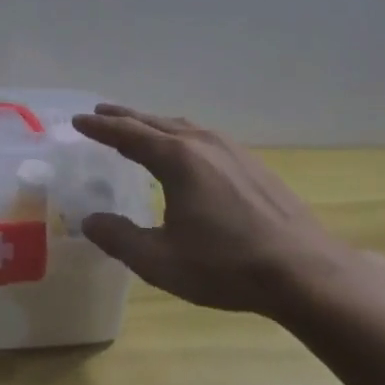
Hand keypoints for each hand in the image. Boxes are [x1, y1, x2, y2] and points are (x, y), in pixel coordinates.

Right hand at [71, 104, 360, 320]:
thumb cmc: (226, 266)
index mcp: (177, 159)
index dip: (101, 128)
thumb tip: (90, 221)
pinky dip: (180, 136)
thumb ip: (120, 239)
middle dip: (125, 117)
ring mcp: (232, 151)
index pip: (128, 135)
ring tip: (137, 127)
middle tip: (101, 113)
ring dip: (154, 124)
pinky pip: (204, 138)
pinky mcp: (253, 165)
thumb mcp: (161, 261)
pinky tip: (185, 152)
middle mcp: (203, 144)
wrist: (305, 271)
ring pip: (183, 127)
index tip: (79, 120)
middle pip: (155, 122)